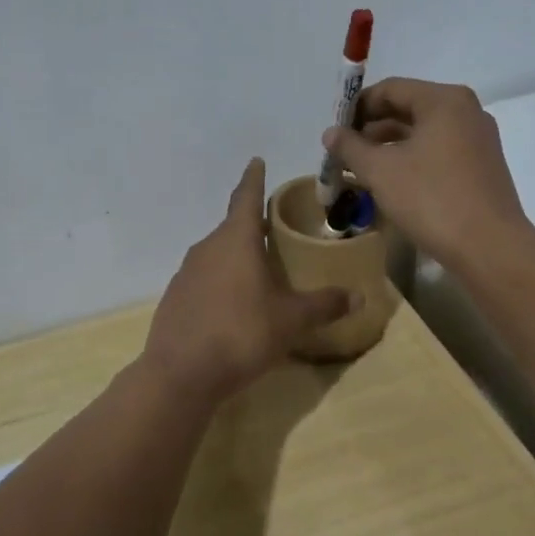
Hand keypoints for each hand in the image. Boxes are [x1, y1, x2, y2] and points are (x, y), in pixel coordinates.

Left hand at [142, 158, 353, 403]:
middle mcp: (207, 248)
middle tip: (277, 230)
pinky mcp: (175, 298)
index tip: (257, 160)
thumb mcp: (291, 320)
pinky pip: (204, 279)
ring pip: (218, 254)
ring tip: (260, 270)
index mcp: (236, 241)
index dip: (254, 178)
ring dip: (237, 256)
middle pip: (233, 227)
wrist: (180, 374)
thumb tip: (358, 297)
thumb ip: (324, 305)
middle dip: (254, 226)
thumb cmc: (241, 333)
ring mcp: (186, 273)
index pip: (247, 197)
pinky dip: (222, 282)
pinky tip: (234, 305)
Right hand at [321, 78, 534, 270]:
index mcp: (444, 100)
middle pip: (408, 108)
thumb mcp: (381, 171)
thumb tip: (331, 133)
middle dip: (372, 129)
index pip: (390, 89)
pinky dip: (412, 160)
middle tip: (344, 152)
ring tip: (361, 170)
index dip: (357, 107)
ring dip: (390, 147)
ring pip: (423, 133)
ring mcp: (478, 140)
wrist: (489, 247)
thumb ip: (351, 147)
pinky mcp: (482, 167)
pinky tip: (392, 183)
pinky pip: (439, 152)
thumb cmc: (431, 199)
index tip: (335, 131)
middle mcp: (466, 112)